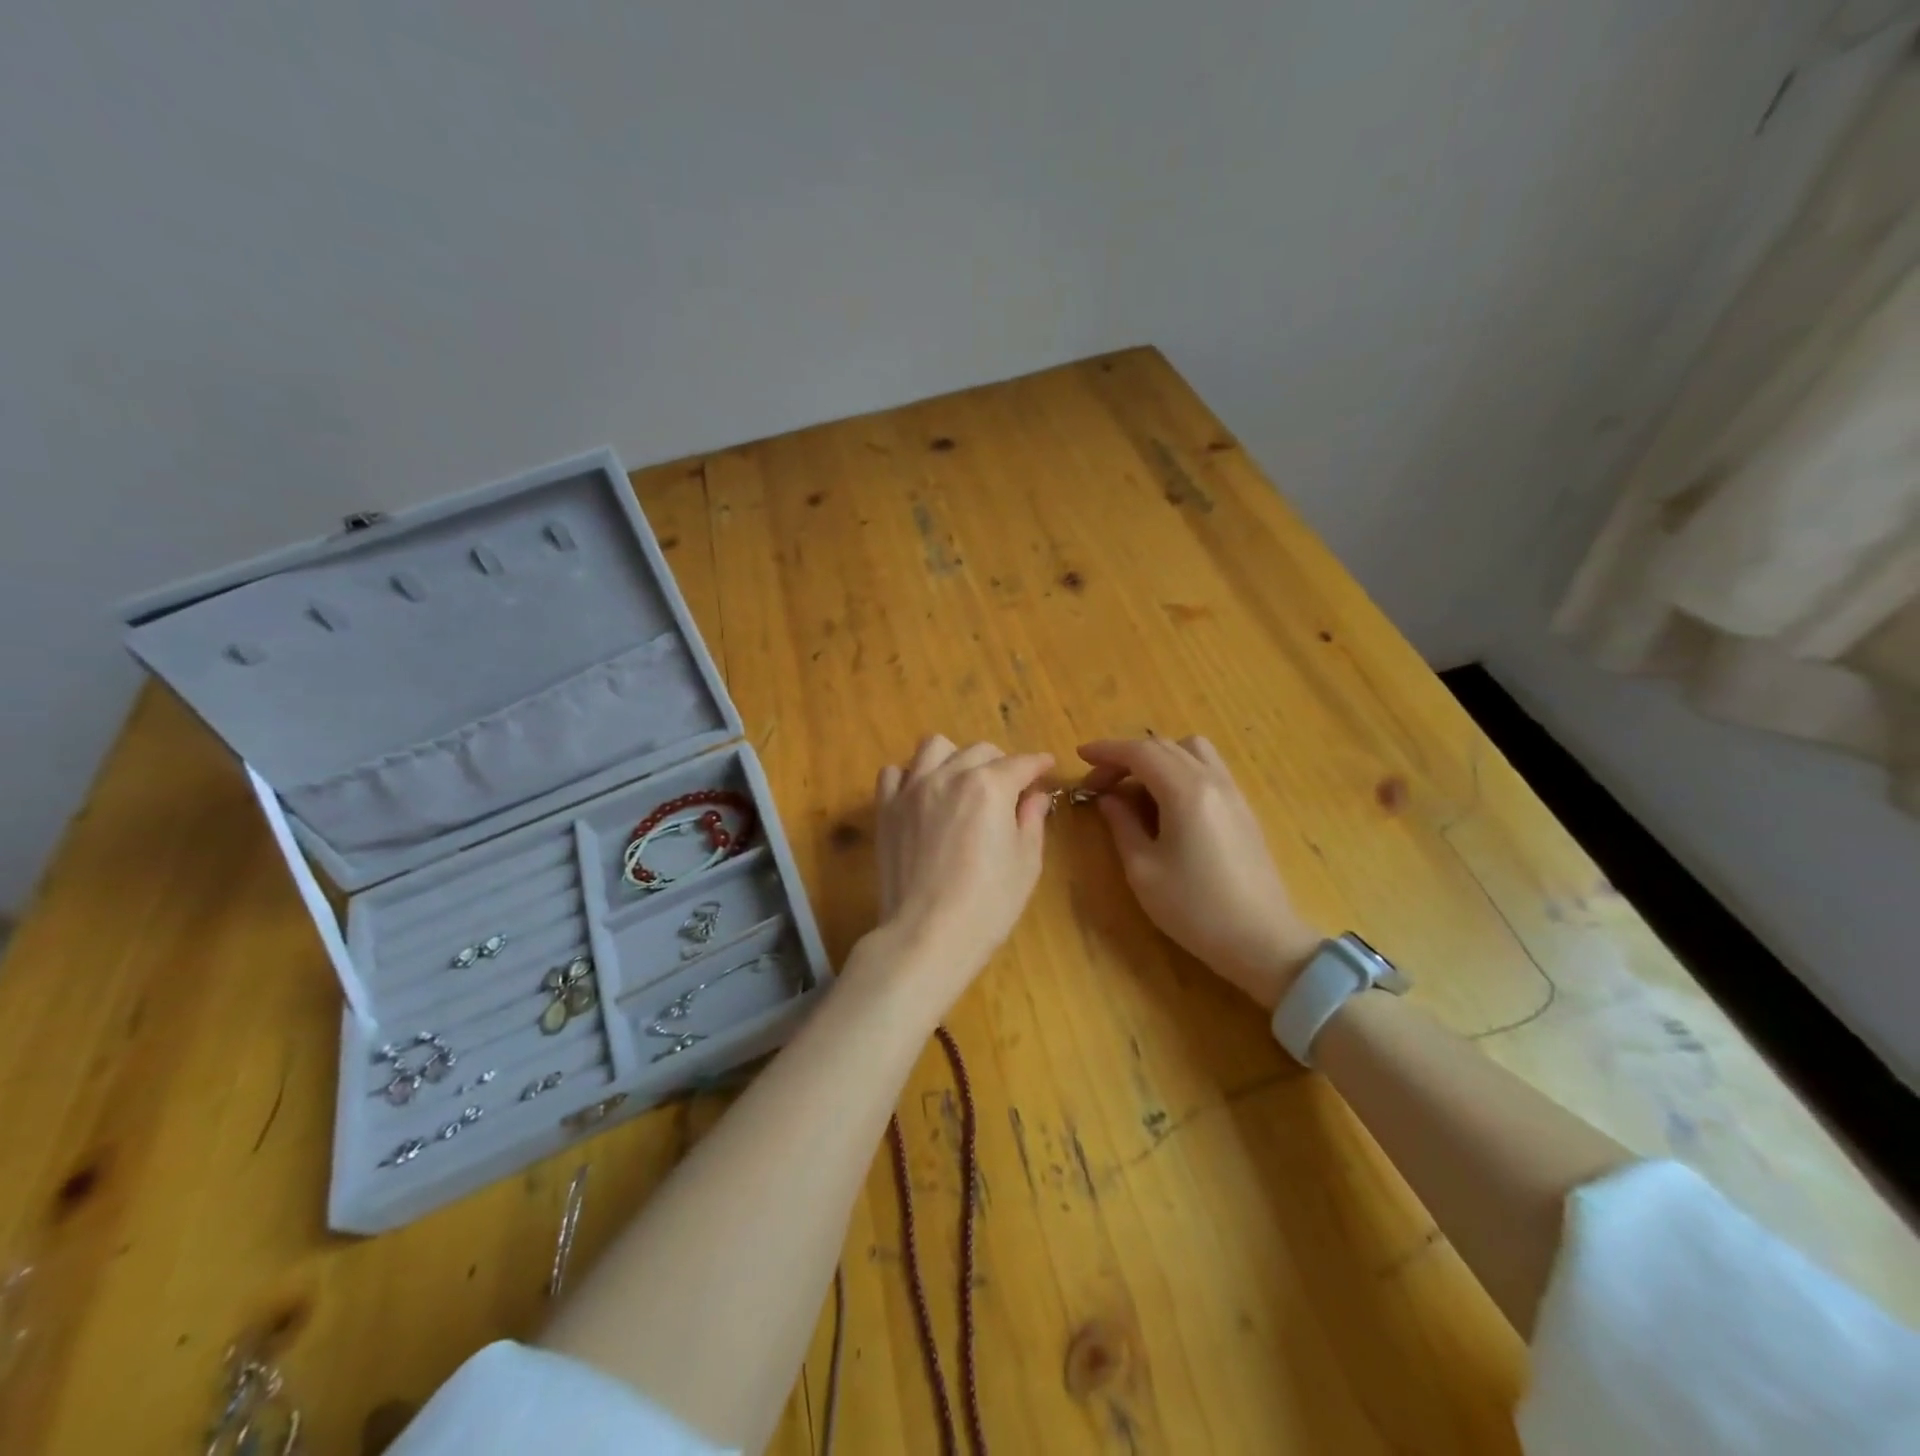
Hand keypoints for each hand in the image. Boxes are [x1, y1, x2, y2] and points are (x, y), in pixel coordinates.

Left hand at [868, 735, 1054, 1008]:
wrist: (927, 934)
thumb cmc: (987, 903)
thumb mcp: (1026, 863)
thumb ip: (1032, 820)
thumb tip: (1035, 796)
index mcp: (990, 786)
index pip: (1021, 763)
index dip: (1038, 764)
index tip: (1046, 766)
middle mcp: (949, 775)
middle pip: (979, 751)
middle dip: (1000, 763)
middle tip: (1008, 787)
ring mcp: (912, 789)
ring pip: (934, 747)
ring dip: (954, 757)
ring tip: (961, 781)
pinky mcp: (886, 808)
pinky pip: (893, 772)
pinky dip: (910, 776)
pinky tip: (921, 795)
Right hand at [1078, 736, 1322, 1009]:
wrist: (1262, 940)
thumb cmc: (1195, 909)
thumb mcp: (1144, 870)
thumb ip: (1122, 825)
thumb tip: (1109, 798)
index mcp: (1185, 792)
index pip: (1140, 752)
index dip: (1106, 751)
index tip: (1080, 757)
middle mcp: (1212, 780)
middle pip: (1164, 746)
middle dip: (1126, 756)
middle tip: (1100, 784)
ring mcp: (1232, 792)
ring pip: (1190, 751)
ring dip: (1157, 757)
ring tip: (1135, 788)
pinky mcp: (1242, 808)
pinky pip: (1207, 768)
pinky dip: (1179, 769)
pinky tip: (1165, 802)